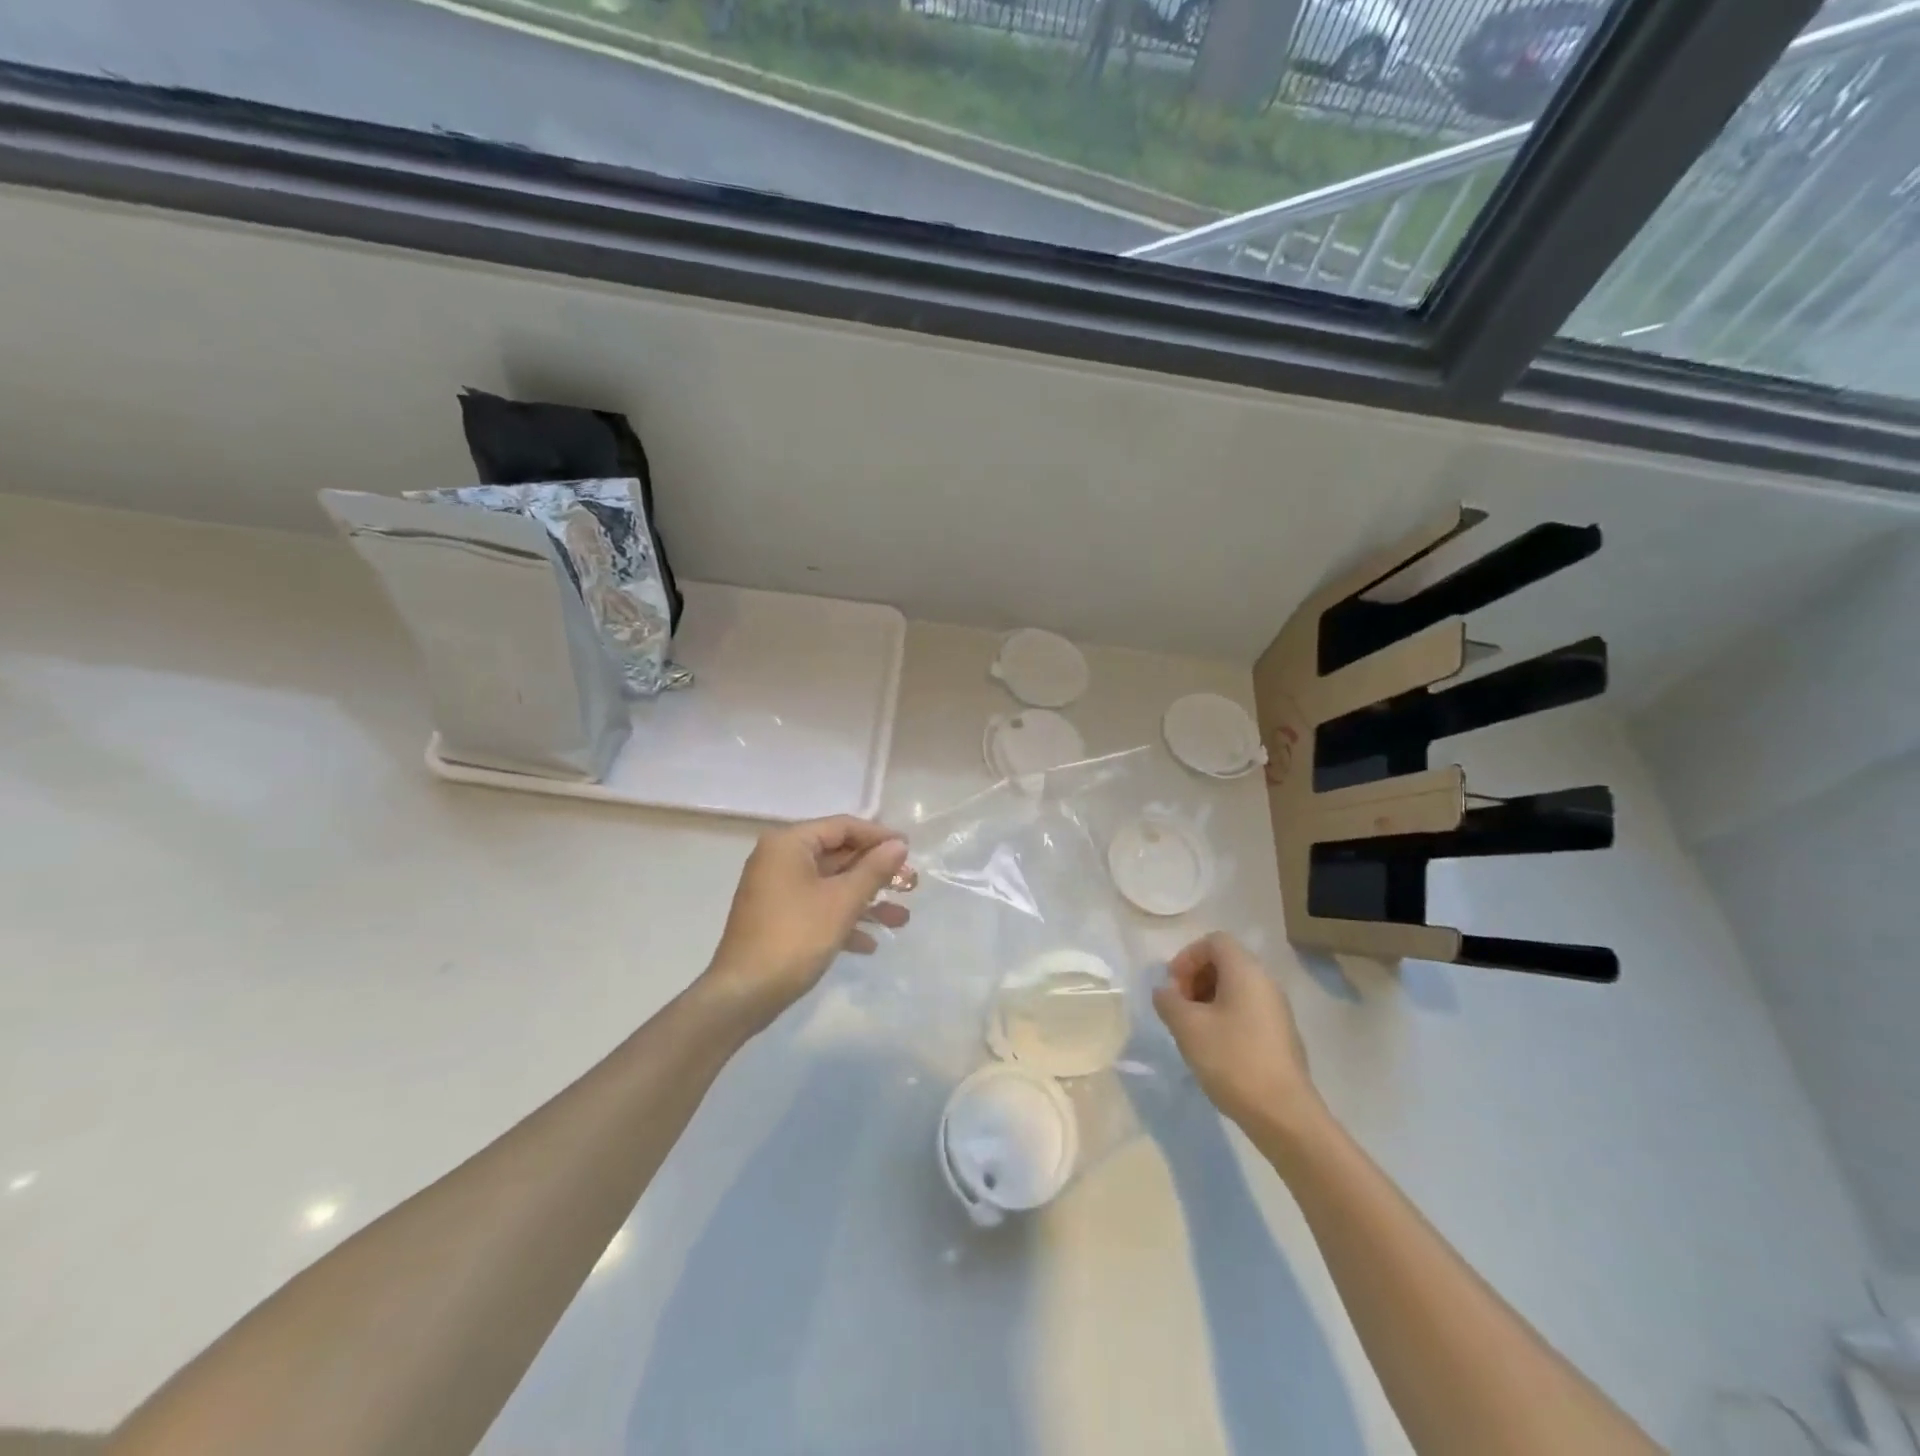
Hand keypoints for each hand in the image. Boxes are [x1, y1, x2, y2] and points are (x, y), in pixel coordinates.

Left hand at [701, 816, 910, 1031]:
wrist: (743, 994)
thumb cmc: (795, 937)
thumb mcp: (842, 901)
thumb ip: (874, 869)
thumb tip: (899, 845)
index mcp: (789, 844)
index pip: (842, 827)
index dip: (879, 836)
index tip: (910, 850)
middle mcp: (780, 860)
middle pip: (838, 856)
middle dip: (876, 873)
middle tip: (911, 885)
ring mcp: (777, 891)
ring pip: (831, 886)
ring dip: (866, 901)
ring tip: (902, 919)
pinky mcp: (778, 919)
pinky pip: (818, 908)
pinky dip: (843, 920)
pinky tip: (870, 944)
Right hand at [1153, 932, 1325, 1138]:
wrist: (1284, 1115)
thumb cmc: (1232, 1059)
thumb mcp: (1187, 1027)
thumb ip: (1168, 1001)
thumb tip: (1165, 992)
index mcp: (1246, 971)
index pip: (1214, 941)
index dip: (1187, 957)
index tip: (1173, 987)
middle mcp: (1266, 982)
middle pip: (1225, 962)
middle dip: (1195, 978)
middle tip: (1178, 1007)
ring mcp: (1277, 1010)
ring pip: (1235, 988)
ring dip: (1207, 999)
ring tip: (1191, 1029)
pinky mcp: (1281, 1036)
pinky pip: (1247, 1010)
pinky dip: (1225, 1017)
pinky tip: (1213, 1048)